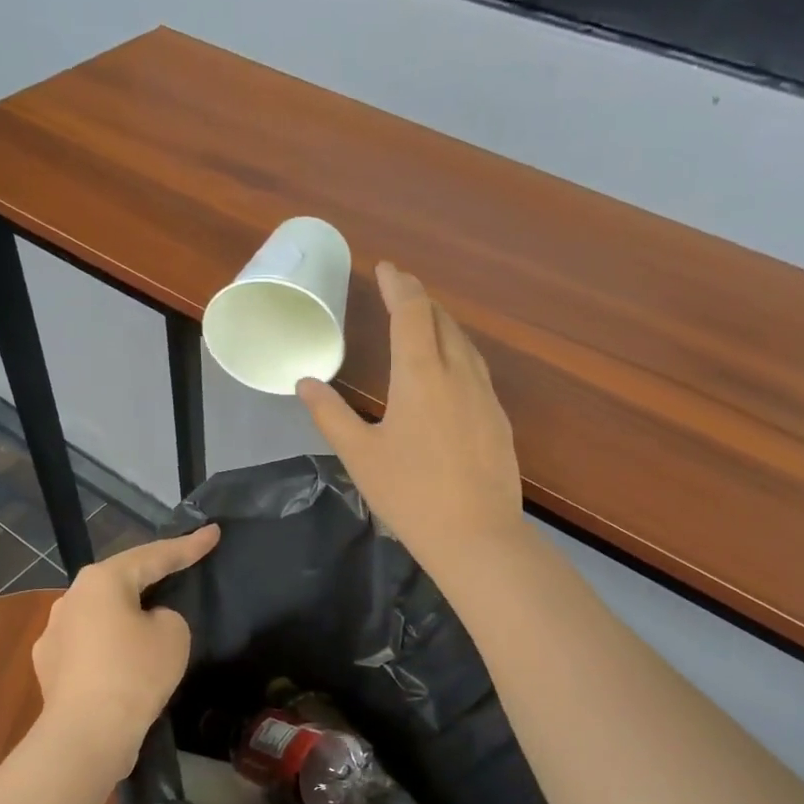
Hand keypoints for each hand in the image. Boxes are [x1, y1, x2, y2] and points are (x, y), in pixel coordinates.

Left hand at [31, 526, 220, 777]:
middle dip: (151, 578)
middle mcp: (70, 598)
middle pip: (121, 582)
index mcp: (102, 580)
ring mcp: (54, 632)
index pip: (154, 555)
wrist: (87, 734)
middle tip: (179, 572)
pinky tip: (122, 665)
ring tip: (149, 628)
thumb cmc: (135, 673)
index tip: (213, 532)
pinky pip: (89, 645)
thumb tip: (147, 623)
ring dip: (126, 617)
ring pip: (101, 615)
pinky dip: (109, 648)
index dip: (188, 545)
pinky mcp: (48, 666)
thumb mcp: (173, 634)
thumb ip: (167, 616)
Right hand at [298, 262, 522, 576]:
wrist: (476, 536)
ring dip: (442, 325)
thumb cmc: (409, 494)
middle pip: (442, 321)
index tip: (386, 268)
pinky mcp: (498, 419)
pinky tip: (451, 371)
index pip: (411, 312)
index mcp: (420, 375)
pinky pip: (477, 369)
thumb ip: (331, 414)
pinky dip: (458, 353)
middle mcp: (457, 373)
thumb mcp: (360, 455)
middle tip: (400, 292)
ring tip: (425, 323)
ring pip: (464, 344)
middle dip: (420, 301)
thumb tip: (305, 383)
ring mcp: (485, 396)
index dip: (398, 285)